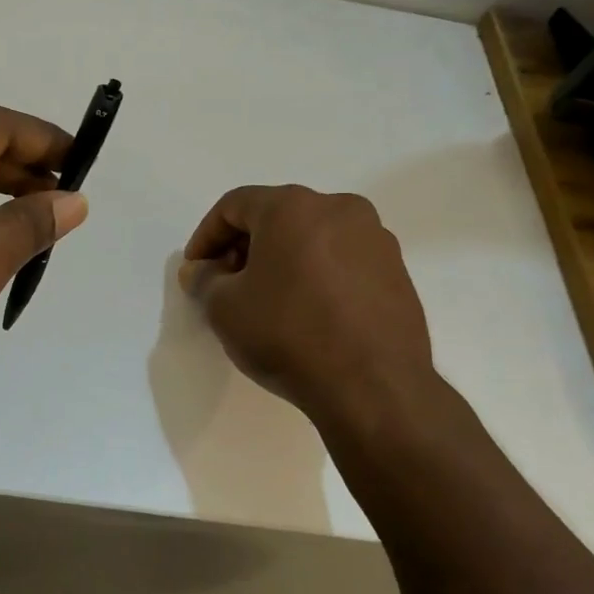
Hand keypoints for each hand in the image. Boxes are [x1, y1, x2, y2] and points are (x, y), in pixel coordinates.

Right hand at [180, 185, 437, 426]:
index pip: (234, 205)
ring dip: (282, 260)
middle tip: (226, 284)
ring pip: (312, 237)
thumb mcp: (225, 308)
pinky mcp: (397, 272)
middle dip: (244, 247)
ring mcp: (375, 239)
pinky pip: (342, 261)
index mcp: (293, 207)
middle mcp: (339, 209)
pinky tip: (306, 313)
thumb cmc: (289, 335)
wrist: (373, 388)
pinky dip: (316, 275)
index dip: (206, 236)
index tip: (196, 270)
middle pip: (277, 216)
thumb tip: (200, 270)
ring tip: (267, 301)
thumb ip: (204, 280)